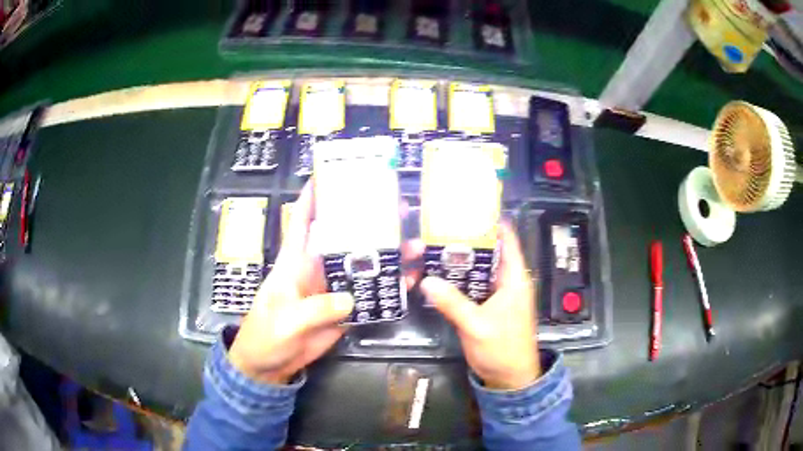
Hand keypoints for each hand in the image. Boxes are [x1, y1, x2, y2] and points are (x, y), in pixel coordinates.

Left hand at [228, 181, 424, 384]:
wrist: (269, 366)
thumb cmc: (266, 335)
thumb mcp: (285, 320)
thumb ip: (315, 308)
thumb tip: (350, 299)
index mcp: (294, 262)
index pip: (303, 221)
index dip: (315, 195)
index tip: (335, 173)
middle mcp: (316, 268)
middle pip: (345, 238)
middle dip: (369, 221)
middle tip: (399, 208)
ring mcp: (332, 289)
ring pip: (363, 265)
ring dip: (387, 255)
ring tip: (413, 245)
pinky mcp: (343, 310)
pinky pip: (368, 295)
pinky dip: (388, 288)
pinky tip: (407, 280)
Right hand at [421, 224, 540, 389]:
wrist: (509, 378)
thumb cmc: (503, 349)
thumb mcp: (478, 326)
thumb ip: (453, 303)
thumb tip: (426, 280)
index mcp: (514, 278)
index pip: (507, 239)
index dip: (491, 221)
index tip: (466, 208)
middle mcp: (506, 281)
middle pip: (485, 252)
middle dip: (462, 241)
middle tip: (435, 230)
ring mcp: (494, 294)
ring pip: (474, 270)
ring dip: (454, 262)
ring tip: (429, 249)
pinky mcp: (484, 307)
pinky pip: (468, 288)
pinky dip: (453, 282)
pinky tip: (434, 277)